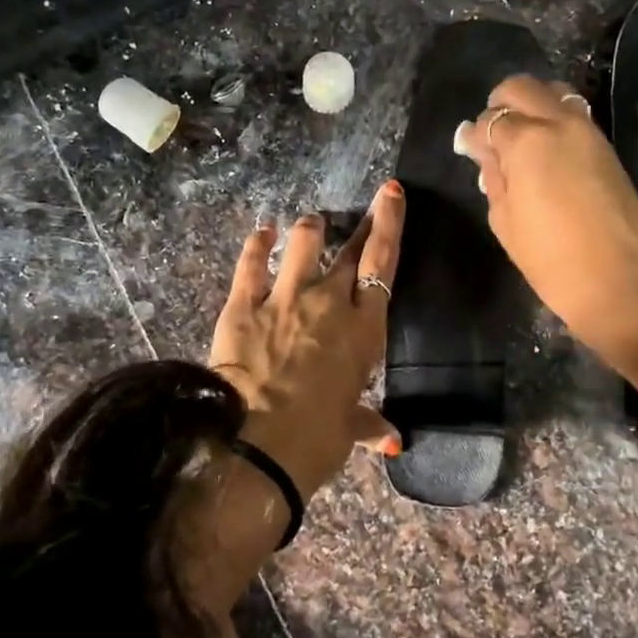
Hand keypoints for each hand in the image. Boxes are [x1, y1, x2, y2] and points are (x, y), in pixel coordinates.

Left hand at [208, 180, 404, 498]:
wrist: (259, 445)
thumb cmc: (318, 438)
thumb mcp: (348, 428)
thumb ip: (369, 423)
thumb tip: (393, 440)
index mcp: (364, 328)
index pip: (382, 263)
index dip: (389, 224)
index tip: (392, 192)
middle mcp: (329, 302)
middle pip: (350, 250)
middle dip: (362, 225)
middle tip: (369, 206)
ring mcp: (285, 298)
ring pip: (303, 245)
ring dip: (311, 231)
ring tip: (312, 225)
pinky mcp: (243, 305)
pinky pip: (251, 264)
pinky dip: (257, 245)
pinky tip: (262, 233)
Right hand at [458, 76, 637, 354]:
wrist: (617, 280)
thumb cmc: (550, 258)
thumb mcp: (505, 220)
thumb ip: (494, 177)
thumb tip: (486, 153)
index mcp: (528, 141)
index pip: (490, 121)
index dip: (474, 136)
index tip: (468, 149)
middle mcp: (560, 124)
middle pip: (523, 88)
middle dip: (500, 104)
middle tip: (492, 134)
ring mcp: (589, 133)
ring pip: (555, 94)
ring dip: (533, 106)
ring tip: (522, 139)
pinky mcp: (608, 149)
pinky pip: (575, 117)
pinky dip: (556, 122)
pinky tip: (547, 153)